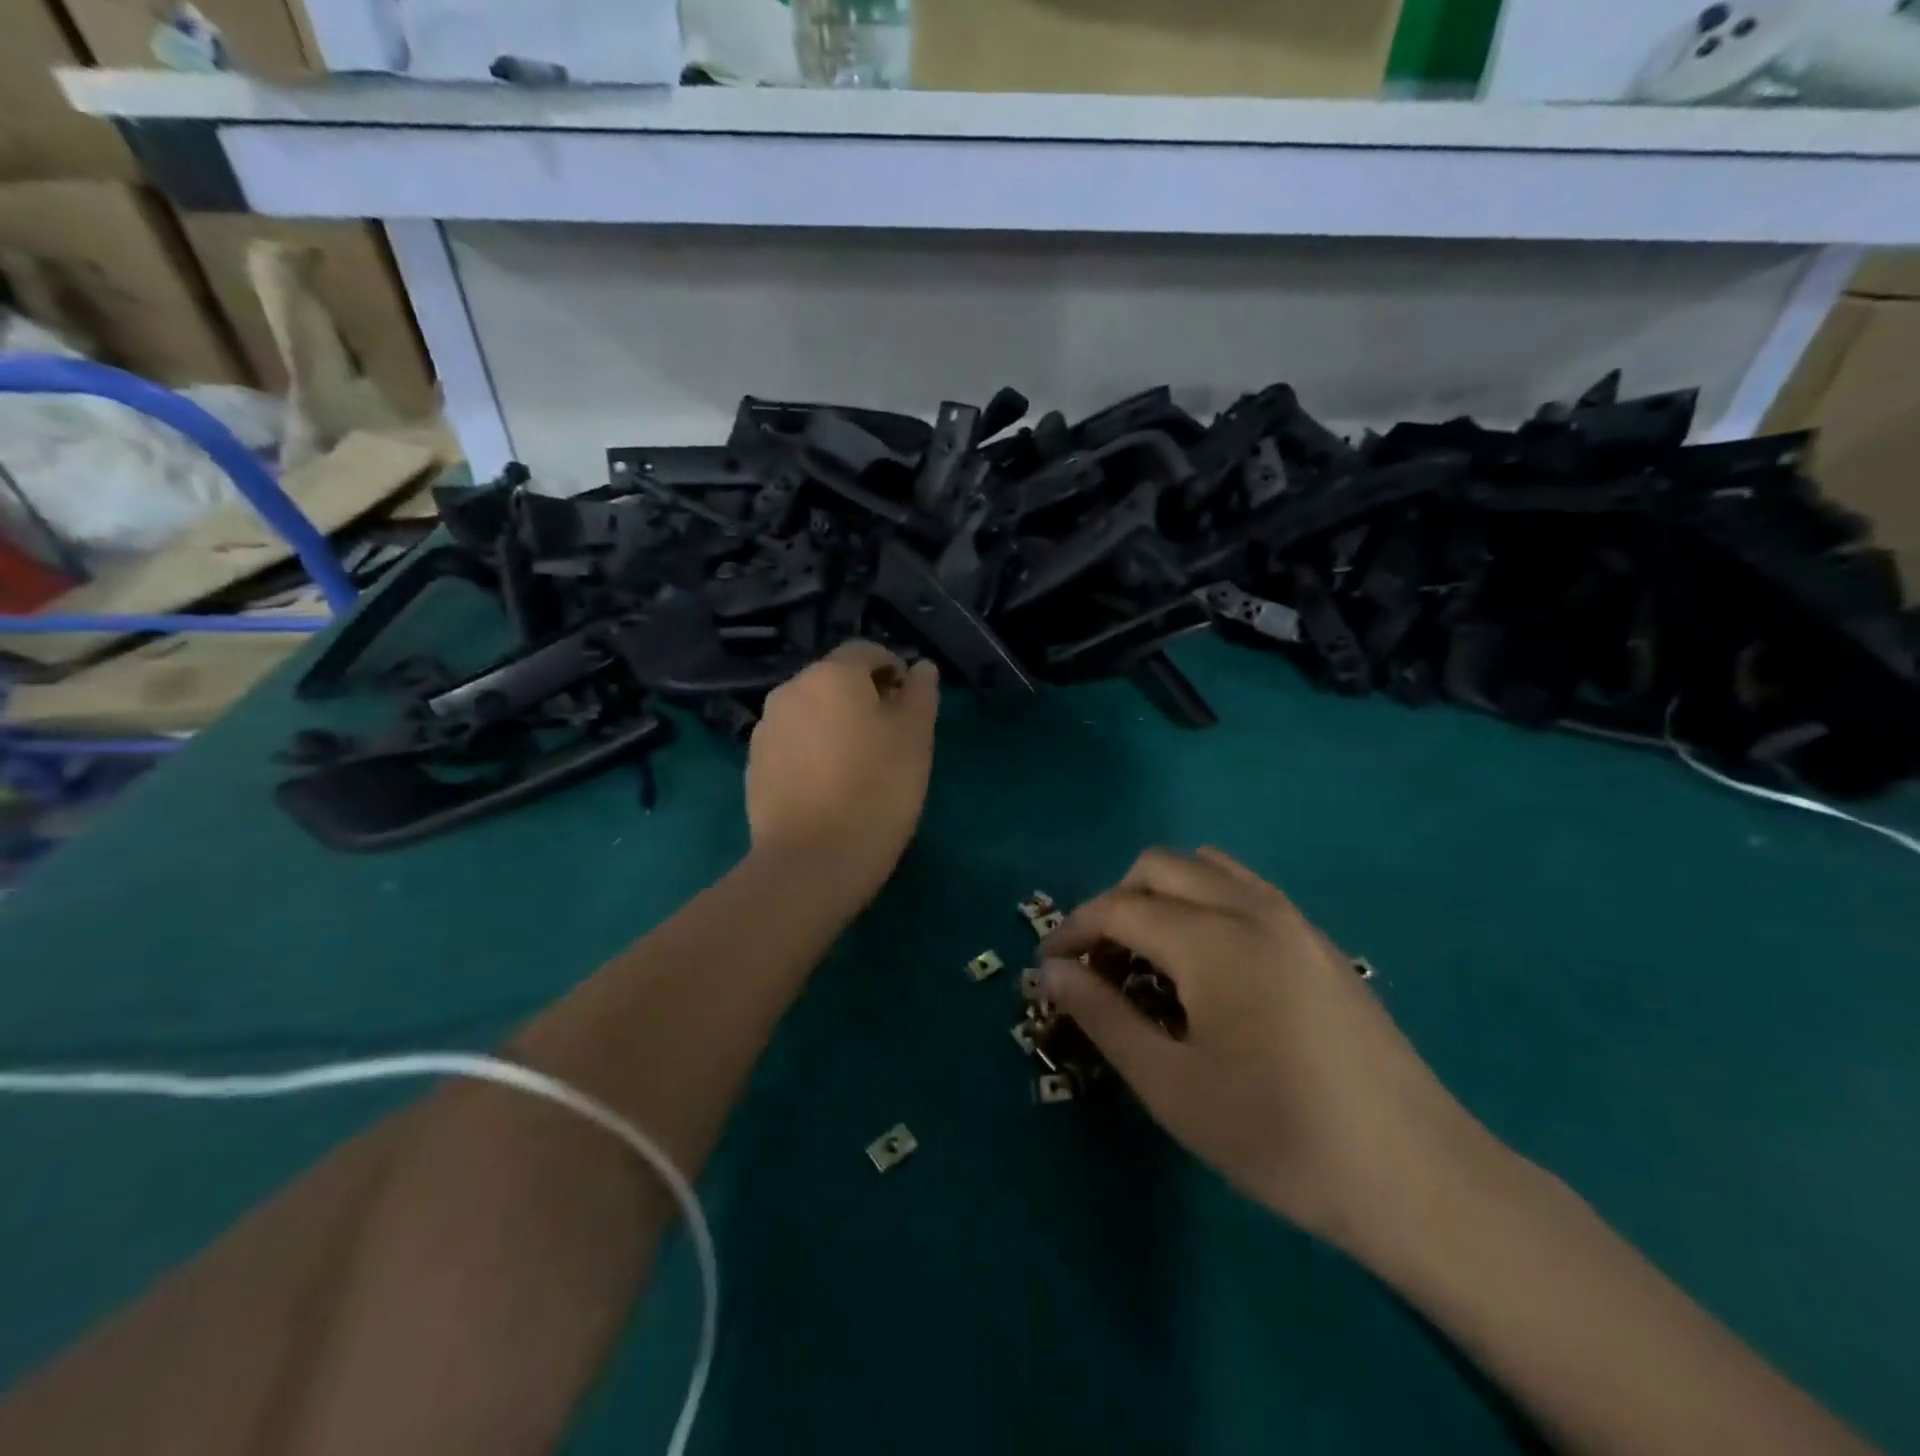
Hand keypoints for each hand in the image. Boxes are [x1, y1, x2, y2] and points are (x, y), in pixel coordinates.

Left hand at [746, 641, 939, 902]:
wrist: (811, 863)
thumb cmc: (876, 792)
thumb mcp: (915, 739)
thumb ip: (920, 694)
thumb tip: (920, 668)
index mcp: (831, 675)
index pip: (867, 651)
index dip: (894, 670)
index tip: (911, 705)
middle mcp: (790, 690)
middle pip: (835, 680)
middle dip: (864, 698)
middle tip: (891, 739)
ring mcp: (766, 729)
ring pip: (812, 712)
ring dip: (836, 724)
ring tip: (860, 766)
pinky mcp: (754, 765)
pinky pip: (793, 743)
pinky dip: (813, 751)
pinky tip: (829, 787)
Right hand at [1041, 848, 1502, 1259]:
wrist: (1416, 1175)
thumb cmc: (1279, 1135)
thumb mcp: (1171, 1086)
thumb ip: (1104, 1017)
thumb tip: (1050, 972)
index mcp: (1211, 939)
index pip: (1119, 908)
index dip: (1073, 930)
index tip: (1048, 966)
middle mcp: (1250, 908)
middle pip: (1159, 867)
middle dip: (1114, 903)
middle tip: (1099, 963)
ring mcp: (1291, 918)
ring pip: (1204, 867)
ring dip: (1160, 895)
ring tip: (1149, 955)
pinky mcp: (1318, 938)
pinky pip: (1243, 888)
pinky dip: (1203, 901)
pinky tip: (1206, 962)